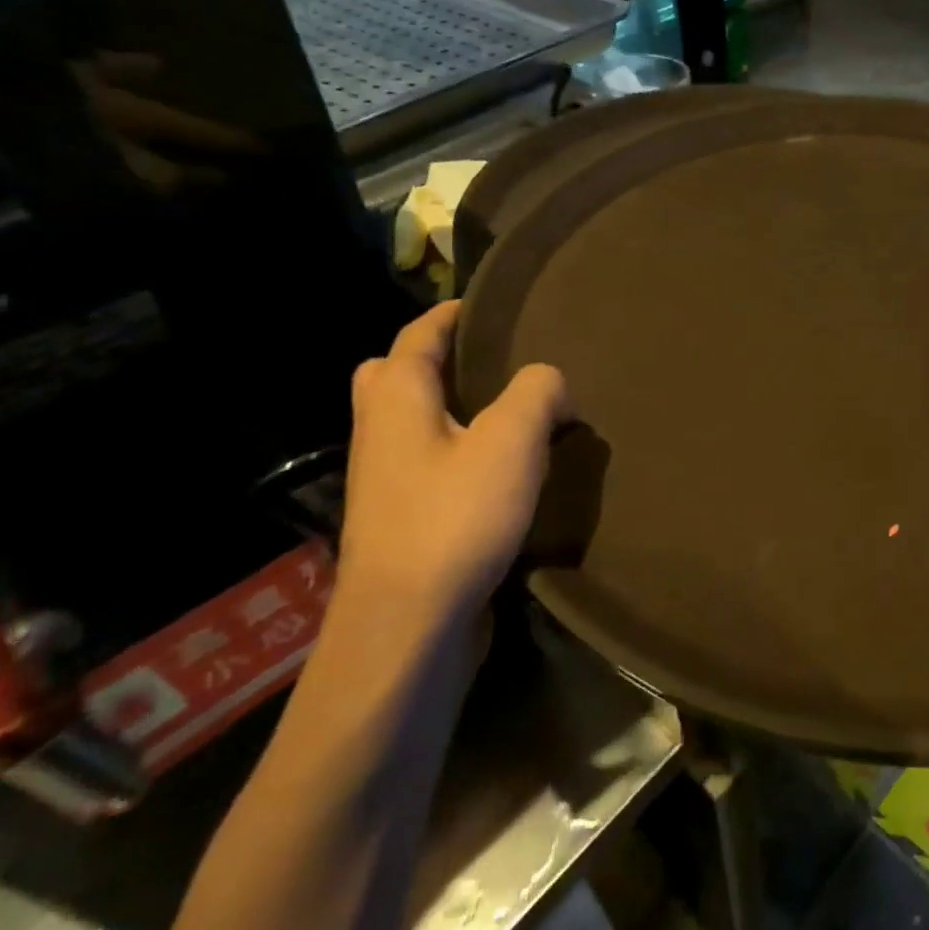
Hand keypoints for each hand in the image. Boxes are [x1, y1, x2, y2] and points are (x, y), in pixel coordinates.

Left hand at [336, 302, 571, 628]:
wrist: (408, 626)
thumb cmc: (455, 519)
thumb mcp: (511, 442)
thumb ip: (537, 393)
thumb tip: (550, 382)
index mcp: (397, 400)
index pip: (417, 335)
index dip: (450, 314)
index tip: (486, 303)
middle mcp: (379, 433)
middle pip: (393, 376)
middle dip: (434, 360)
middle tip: (488, 363)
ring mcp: (383, 481)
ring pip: (410, 423)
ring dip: (449, 409)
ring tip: (508, 414)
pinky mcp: (400, 520)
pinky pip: (426, 464)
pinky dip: (457, 451)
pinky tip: (502, 472)